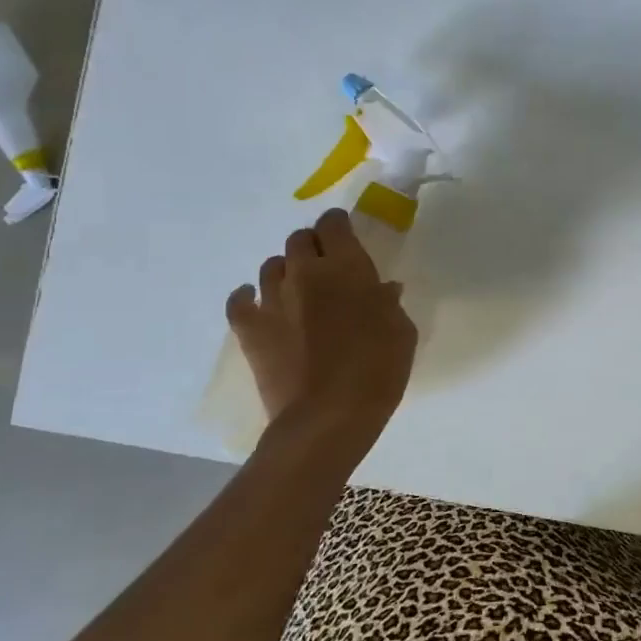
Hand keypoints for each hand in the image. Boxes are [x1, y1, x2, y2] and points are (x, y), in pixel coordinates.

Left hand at [226, 208, 416, 432]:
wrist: (329, 415)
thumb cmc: (378, 369)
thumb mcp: (401, 332)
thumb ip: (388, 303)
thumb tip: (381, 290)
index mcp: (346, 268)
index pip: (334, 225)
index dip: (338, 225)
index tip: (346, 235)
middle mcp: (306, 273)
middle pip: (299, 240)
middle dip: (313, 246)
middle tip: (327, 266)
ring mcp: (272, 300)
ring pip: (270, 266)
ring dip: (286, 271)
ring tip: (297, 289)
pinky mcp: (250, 329)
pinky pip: (239, 300)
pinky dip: (246, 296)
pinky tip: (256, 301)